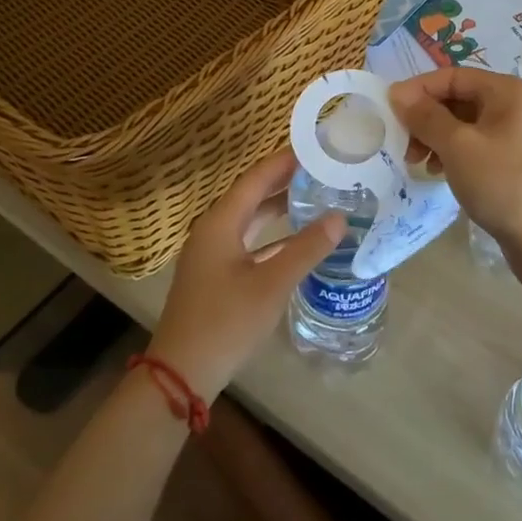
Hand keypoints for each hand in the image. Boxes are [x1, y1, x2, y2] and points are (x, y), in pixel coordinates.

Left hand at [147, 147, 342, 395]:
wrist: (181, 373)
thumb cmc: (225, 321)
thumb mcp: (271, 284)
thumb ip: (306, 249)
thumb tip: (340, 217)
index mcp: (220, 222)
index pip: (256, 177)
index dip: (285, 161)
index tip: (315, 147)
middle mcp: (213, 230)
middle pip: (252, 195)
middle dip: (285, 181)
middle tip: (321, 169)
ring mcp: (212, 254)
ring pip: (250, 220)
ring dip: (279, 208)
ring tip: (315, 197)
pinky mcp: (216, 276)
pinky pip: (248, 243)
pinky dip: (273, 237)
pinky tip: (297, 243)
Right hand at [389, 67, 521, 271]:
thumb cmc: (502, 183)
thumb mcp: (458, 146)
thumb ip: (425, 116)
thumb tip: (398, 93)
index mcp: (509, 91)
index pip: (453, 76)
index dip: (419, 89)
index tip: (390, 109)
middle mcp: (517, 105)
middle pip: (459, 98)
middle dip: (426, 117)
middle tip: (402, 142)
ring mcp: (518, 133)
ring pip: (465, 123)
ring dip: (436, 136)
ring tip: (417, 161)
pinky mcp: (515, 158)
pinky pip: (476, 143)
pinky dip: (453, 152)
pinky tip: (438, 171)